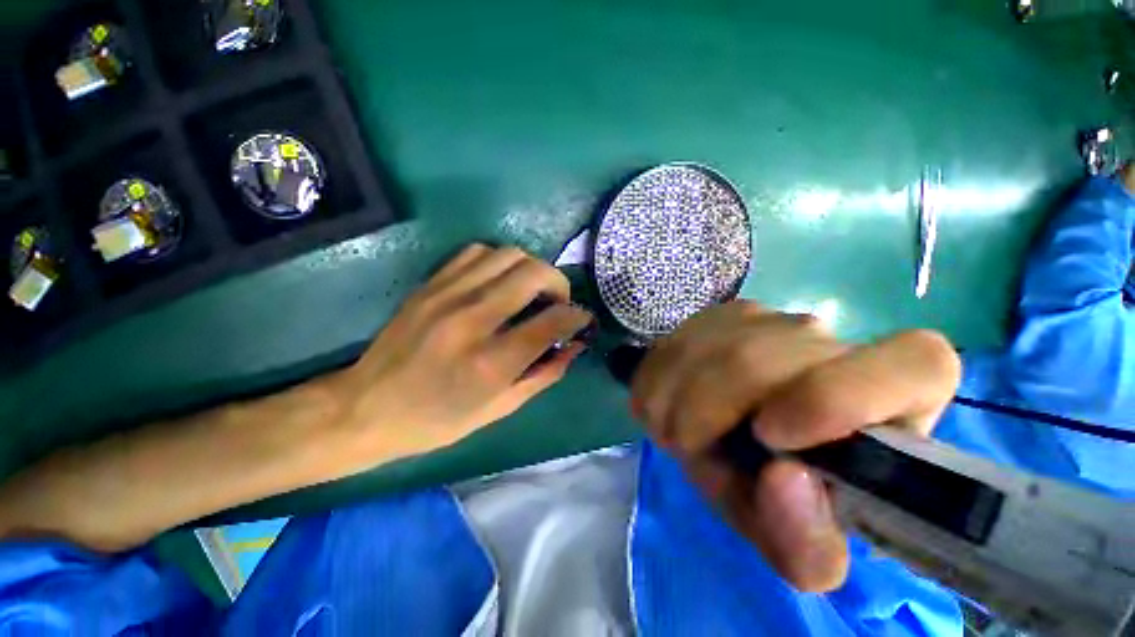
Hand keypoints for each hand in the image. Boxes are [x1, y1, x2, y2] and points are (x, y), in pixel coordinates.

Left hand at [334, 244, 593, 456]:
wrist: (367, 407)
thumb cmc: (437, 420)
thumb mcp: (499, 409)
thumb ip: (544, 374)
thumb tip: (575, 346)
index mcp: (491, 362)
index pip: (552, 321)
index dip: (578, 316)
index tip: (582, 320)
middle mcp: (472, 320)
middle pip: (533, 273)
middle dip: (558, 283)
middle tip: (558, 302)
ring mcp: (447, 296)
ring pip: (508, 254)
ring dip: (531, 269)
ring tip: (530, 291)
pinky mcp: (430, 285)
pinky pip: (476, 252)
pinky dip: (499, 262)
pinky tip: (499, 282)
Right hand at [631, 301, 959, 591]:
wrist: (729, 434)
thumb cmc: (776, 491)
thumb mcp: (792, 538)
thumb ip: (804, 543)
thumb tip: (784, 478)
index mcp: (893, 395)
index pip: (916, 363)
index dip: (840, 396)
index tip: (771, 435)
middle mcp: (829, 341)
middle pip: (757, 362)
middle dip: (708, 419)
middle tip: (698, 453)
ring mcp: (764, 317)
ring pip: (702, 352)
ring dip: (677, 407)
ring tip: (686, 433)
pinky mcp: (712, 315)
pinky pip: (667, 350)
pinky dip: (657, 388)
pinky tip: (671, 404)